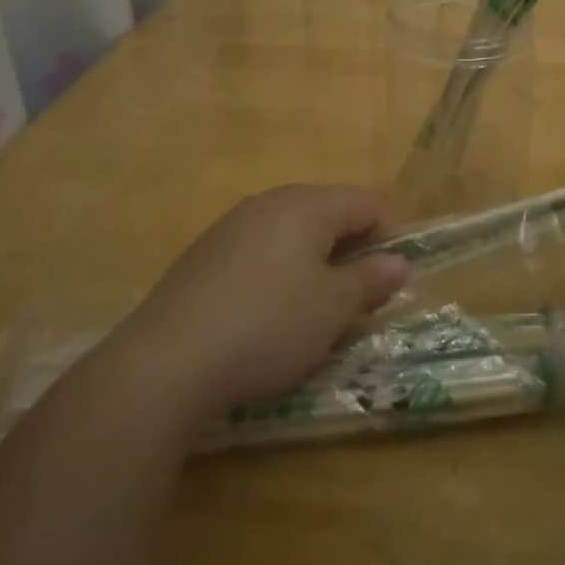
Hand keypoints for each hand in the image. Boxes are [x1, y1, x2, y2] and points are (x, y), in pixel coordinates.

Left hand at [114, 185, 408, 421]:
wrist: (165, 363)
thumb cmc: (267, 327)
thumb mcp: (332, 309)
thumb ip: (371, 280)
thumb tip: (399, 263)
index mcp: (307, 205)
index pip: (367, 202)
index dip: (390, 235)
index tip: (391, 279)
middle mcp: (269, 203)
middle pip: (328, 210)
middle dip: (353, 247)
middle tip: (358, 295)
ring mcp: (231, 226)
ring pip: (292, 230)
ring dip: (316, 260)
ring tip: (316, 307)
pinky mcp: (204, 255)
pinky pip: (259, 249)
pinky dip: (279, 271)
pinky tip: (268, 312)